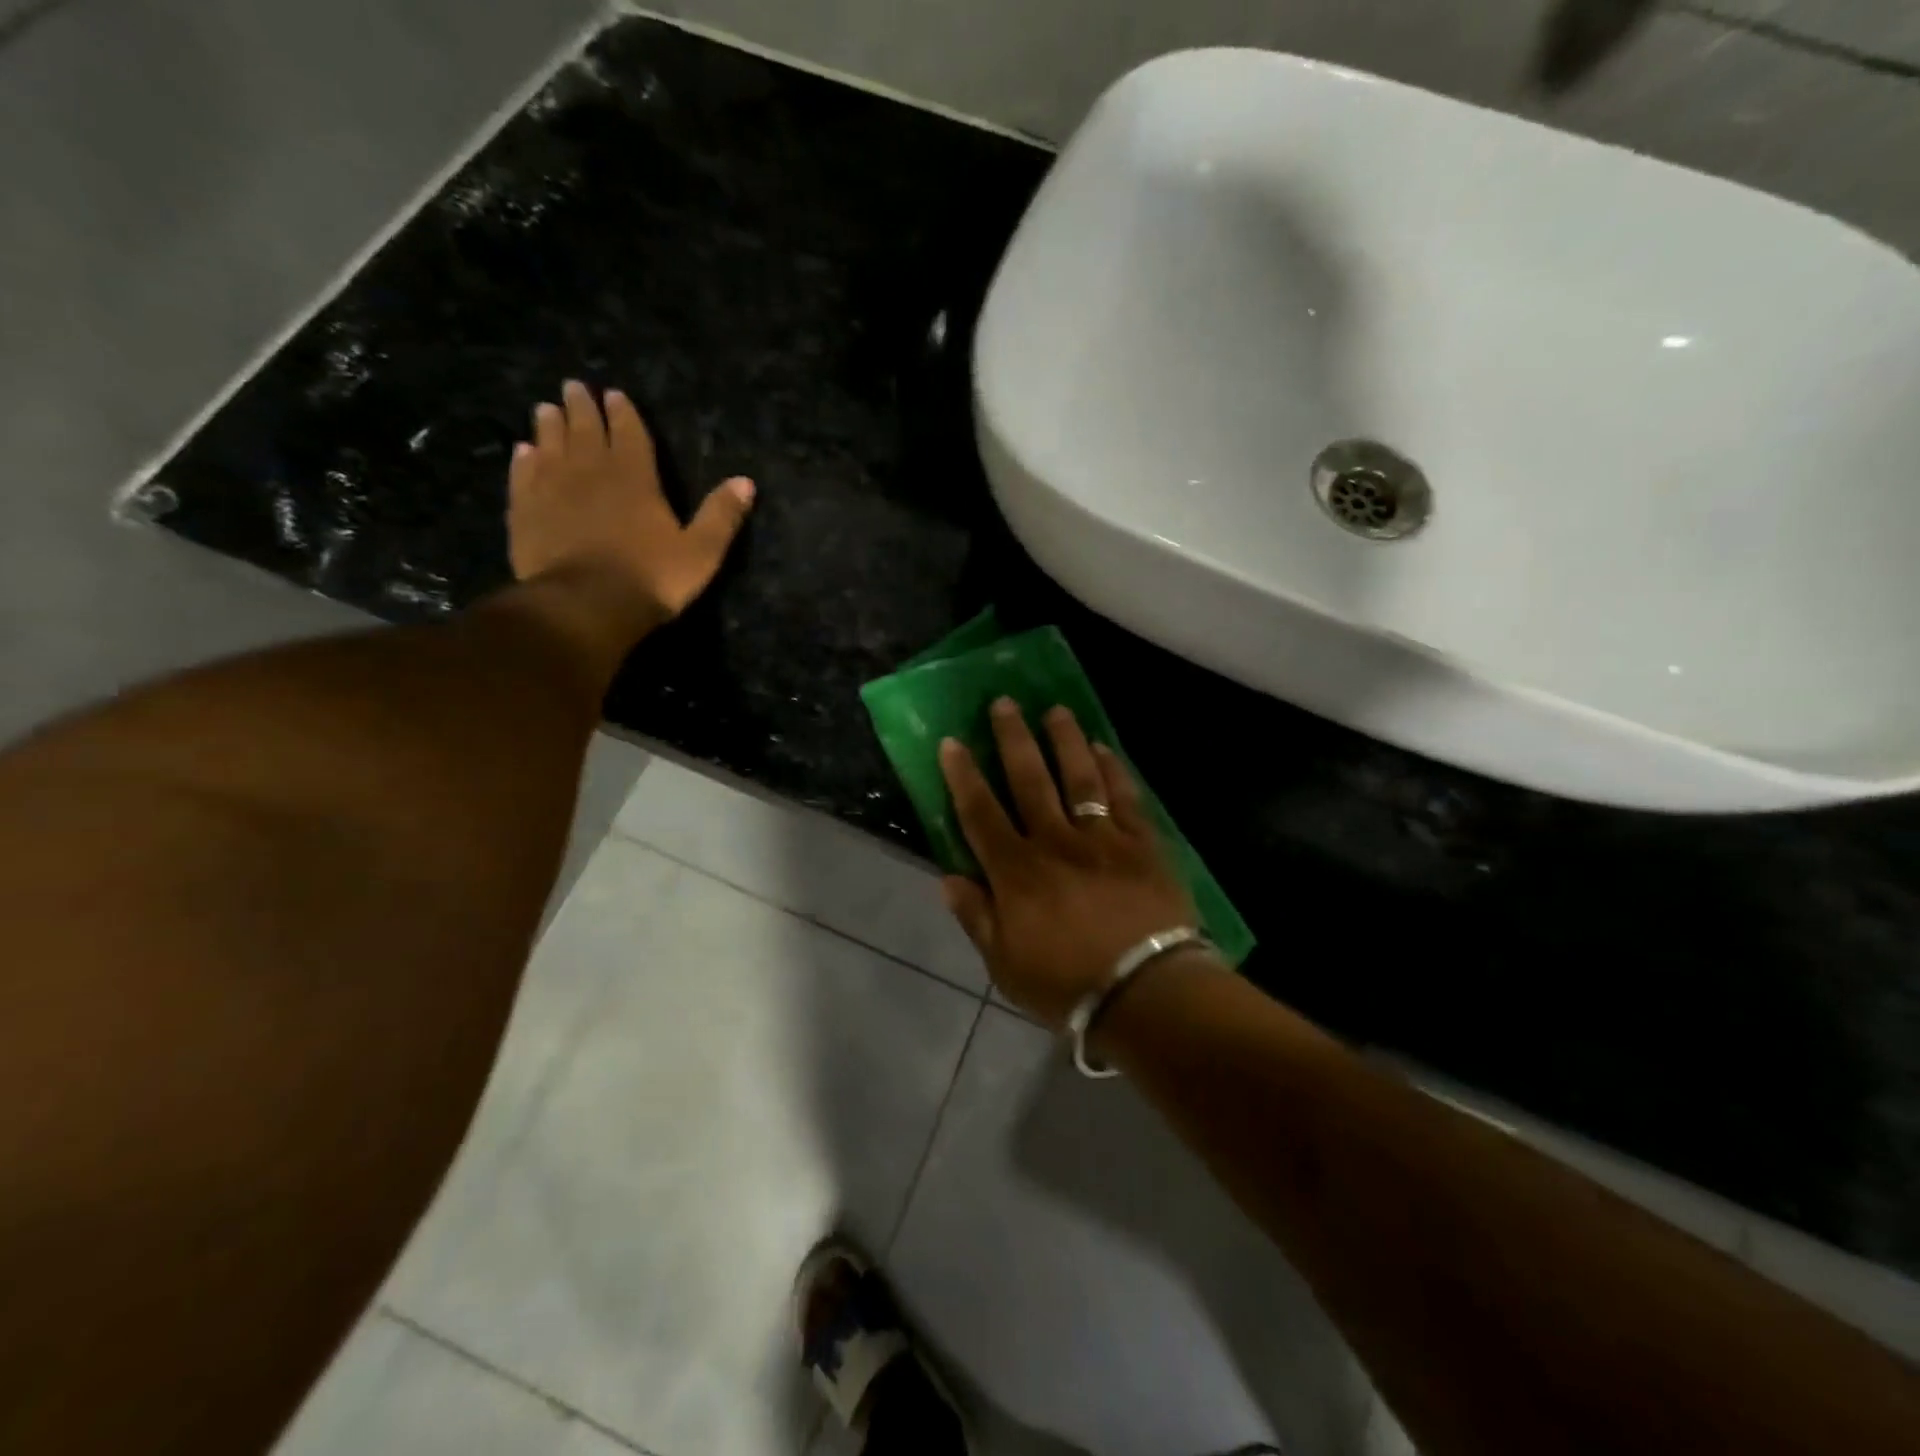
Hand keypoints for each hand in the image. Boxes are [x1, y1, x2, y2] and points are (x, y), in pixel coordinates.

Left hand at [509, 380, 753, 621]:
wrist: (587, 604)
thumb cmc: (651, 579)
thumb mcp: (701, 552)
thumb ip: (721, 516)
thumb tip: (746, 482)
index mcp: (635, 477)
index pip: (629, 433)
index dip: (623, 414)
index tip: (614, 395)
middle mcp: (591, 471)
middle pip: (585, 430)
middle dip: (582, 407)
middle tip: (573, 387)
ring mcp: (552, 488)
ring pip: (549, 445)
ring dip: (549, 425)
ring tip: (546, 409)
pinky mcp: (525, 510)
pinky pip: (523, 475)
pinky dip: (524, 460)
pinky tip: (523, 451)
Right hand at [939, 699, 1196, 1028]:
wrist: (1146, 991)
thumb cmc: (1068, 985)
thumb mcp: (1005, 965)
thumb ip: (976, 917)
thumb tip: (948, 878)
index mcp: (1016, 872)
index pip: (980, 813)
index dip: (963, 776)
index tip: (952, 742)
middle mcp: (1055, 841)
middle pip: (1029, 779)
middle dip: (1013, 738)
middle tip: (1004, 702)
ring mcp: (1101, 838)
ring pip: (1078, 776)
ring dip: (1064, 740)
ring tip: (1055, 710)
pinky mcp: (1141, 842)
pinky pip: (1123, 796)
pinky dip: (1112, 769)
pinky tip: (1103, 748)